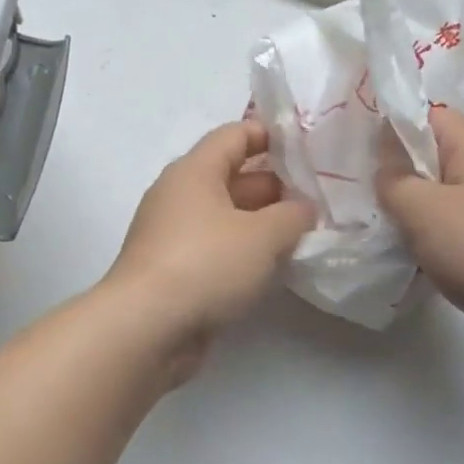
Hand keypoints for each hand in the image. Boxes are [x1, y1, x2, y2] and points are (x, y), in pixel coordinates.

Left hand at [103, 121, 314, 374]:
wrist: (145, 328)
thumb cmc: (206, 264)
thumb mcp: (263, 236)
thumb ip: (293, 216)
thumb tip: (304, 208)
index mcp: (194, 170)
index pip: (235, 134)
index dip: (271, 135)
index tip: (308, 149)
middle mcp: (180, 194)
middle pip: (233, 175)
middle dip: (275, 185)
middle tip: (318, 199)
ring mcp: (173, 233)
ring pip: (226, 214)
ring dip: (262, 221)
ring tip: (304, 233)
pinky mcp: (173, 268)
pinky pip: (216, 246)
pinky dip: (243, 250)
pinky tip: (273, 266)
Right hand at [376, 107, 463, 372]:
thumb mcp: (423, 212)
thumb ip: (394, 182)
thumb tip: (387, 167)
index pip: (428, 116)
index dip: (394, 127)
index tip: (362, 155)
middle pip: (439, 158)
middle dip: (404, 177)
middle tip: (371, 200)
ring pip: (452, 197)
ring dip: (424, 214)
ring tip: (394, 236)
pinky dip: (447, 240)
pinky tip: (430, 264)